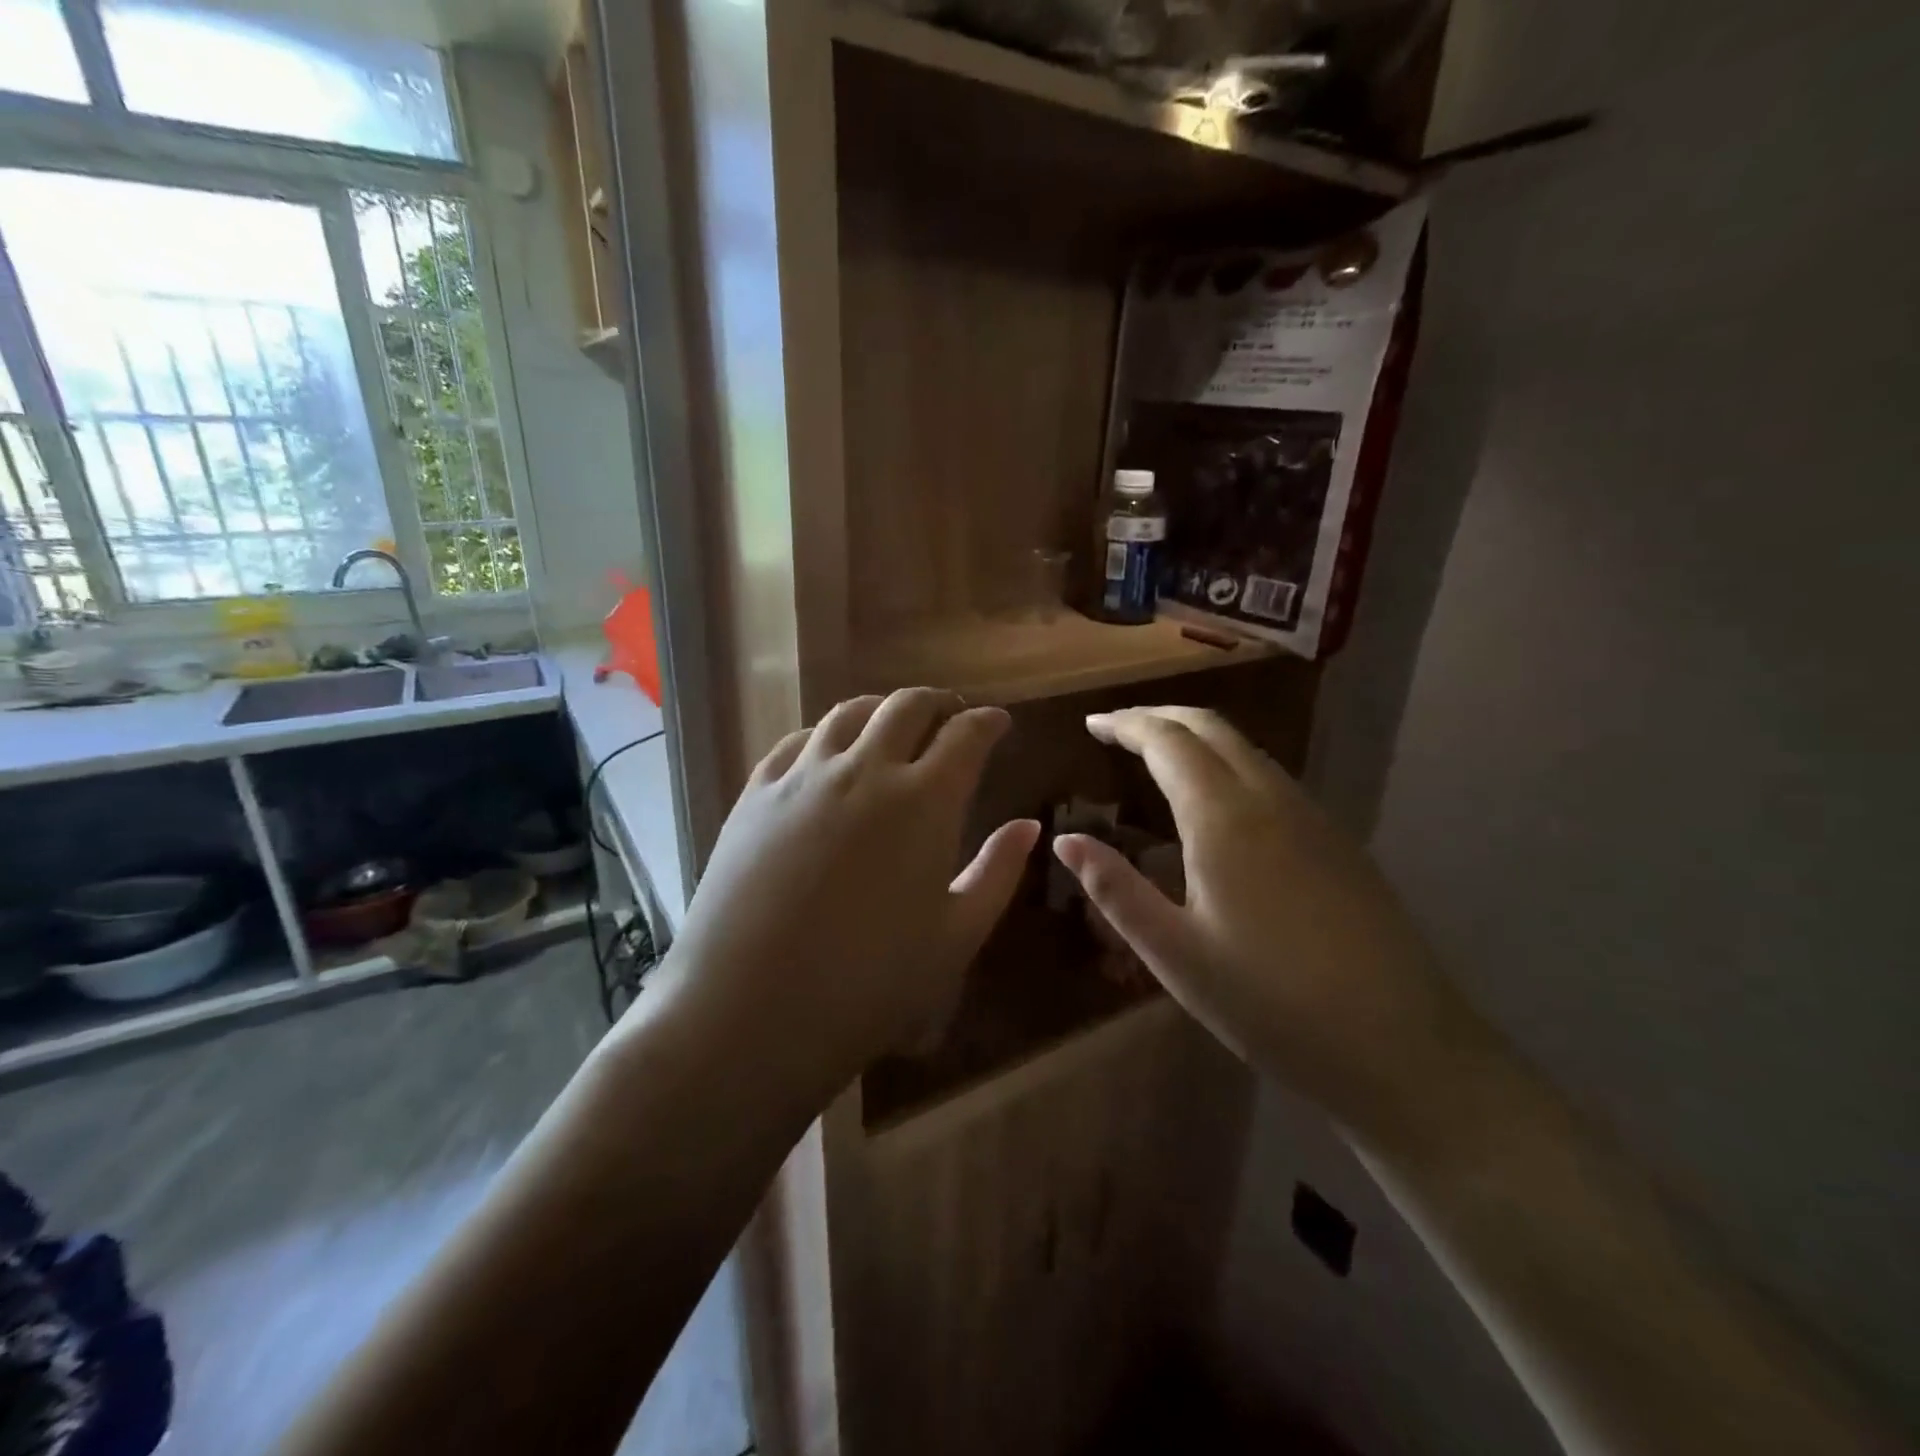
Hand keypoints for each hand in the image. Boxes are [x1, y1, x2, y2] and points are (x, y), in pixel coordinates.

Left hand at [663, 689, 1039, 1085]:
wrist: (748, 1010)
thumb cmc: (869, 984)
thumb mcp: (956, 937)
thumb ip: (998, 873)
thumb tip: (1028, 826)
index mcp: (924, 800)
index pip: (966, 734)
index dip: (988, 721)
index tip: (998, 722)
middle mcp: (865, 769)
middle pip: (907, 706)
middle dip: (938, 702)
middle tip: (950, 717)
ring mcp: (803, 776)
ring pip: (849, 713)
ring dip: (881, 710)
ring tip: (892, 726)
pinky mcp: (756, 793)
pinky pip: (797, 741)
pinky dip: (826, 735)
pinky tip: (827, 754)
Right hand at [1053, 706, 1488, 1144]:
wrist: (1402, 1048)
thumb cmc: (1270, 1004)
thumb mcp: (1175, 953)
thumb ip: (1115, 889)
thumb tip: (1065, 839)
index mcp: (1224, 818)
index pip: (1167, 740)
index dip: (1126, 724)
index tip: (1092, 723)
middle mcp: (1270, 799)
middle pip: (1211, 727)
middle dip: (1159, 716)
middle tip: (1118, 728)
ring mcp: (1312, 817)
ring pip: (1245, 748)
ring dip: (1196, 736)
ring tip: (1158, 756)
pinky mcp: (1337, 841)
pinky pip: (1271, 776)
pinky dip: (1228, 763)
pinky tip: (1217, 801)